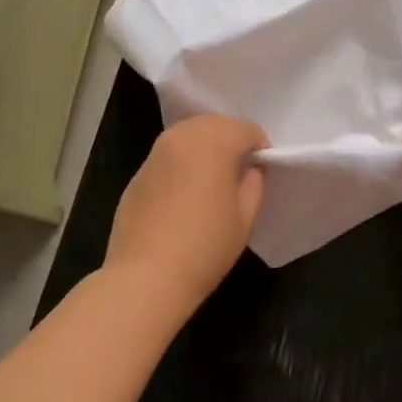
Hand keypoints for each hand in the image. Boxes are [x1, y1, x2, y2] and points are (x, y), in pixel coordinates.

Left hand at [105, 115, 267, 313]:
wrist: (146, 277)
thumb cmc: (206, 246)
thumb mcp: (245, 217)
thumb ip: (254, 183)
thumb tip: (249, 170)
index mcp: (214, 140)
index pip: (247, 130)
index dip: (261, 149)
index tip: (264, 172)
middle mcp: (182, 136)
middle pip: (215, 124)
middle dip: (231, 141)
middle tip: (240, 172)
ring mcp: (156, 153)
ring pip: (189, 136)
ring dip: (205, 148)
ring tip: (213, 180)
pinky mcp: (137, 173)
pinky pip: (169, 156)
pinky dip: (182, 164)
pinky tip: (184, 195)